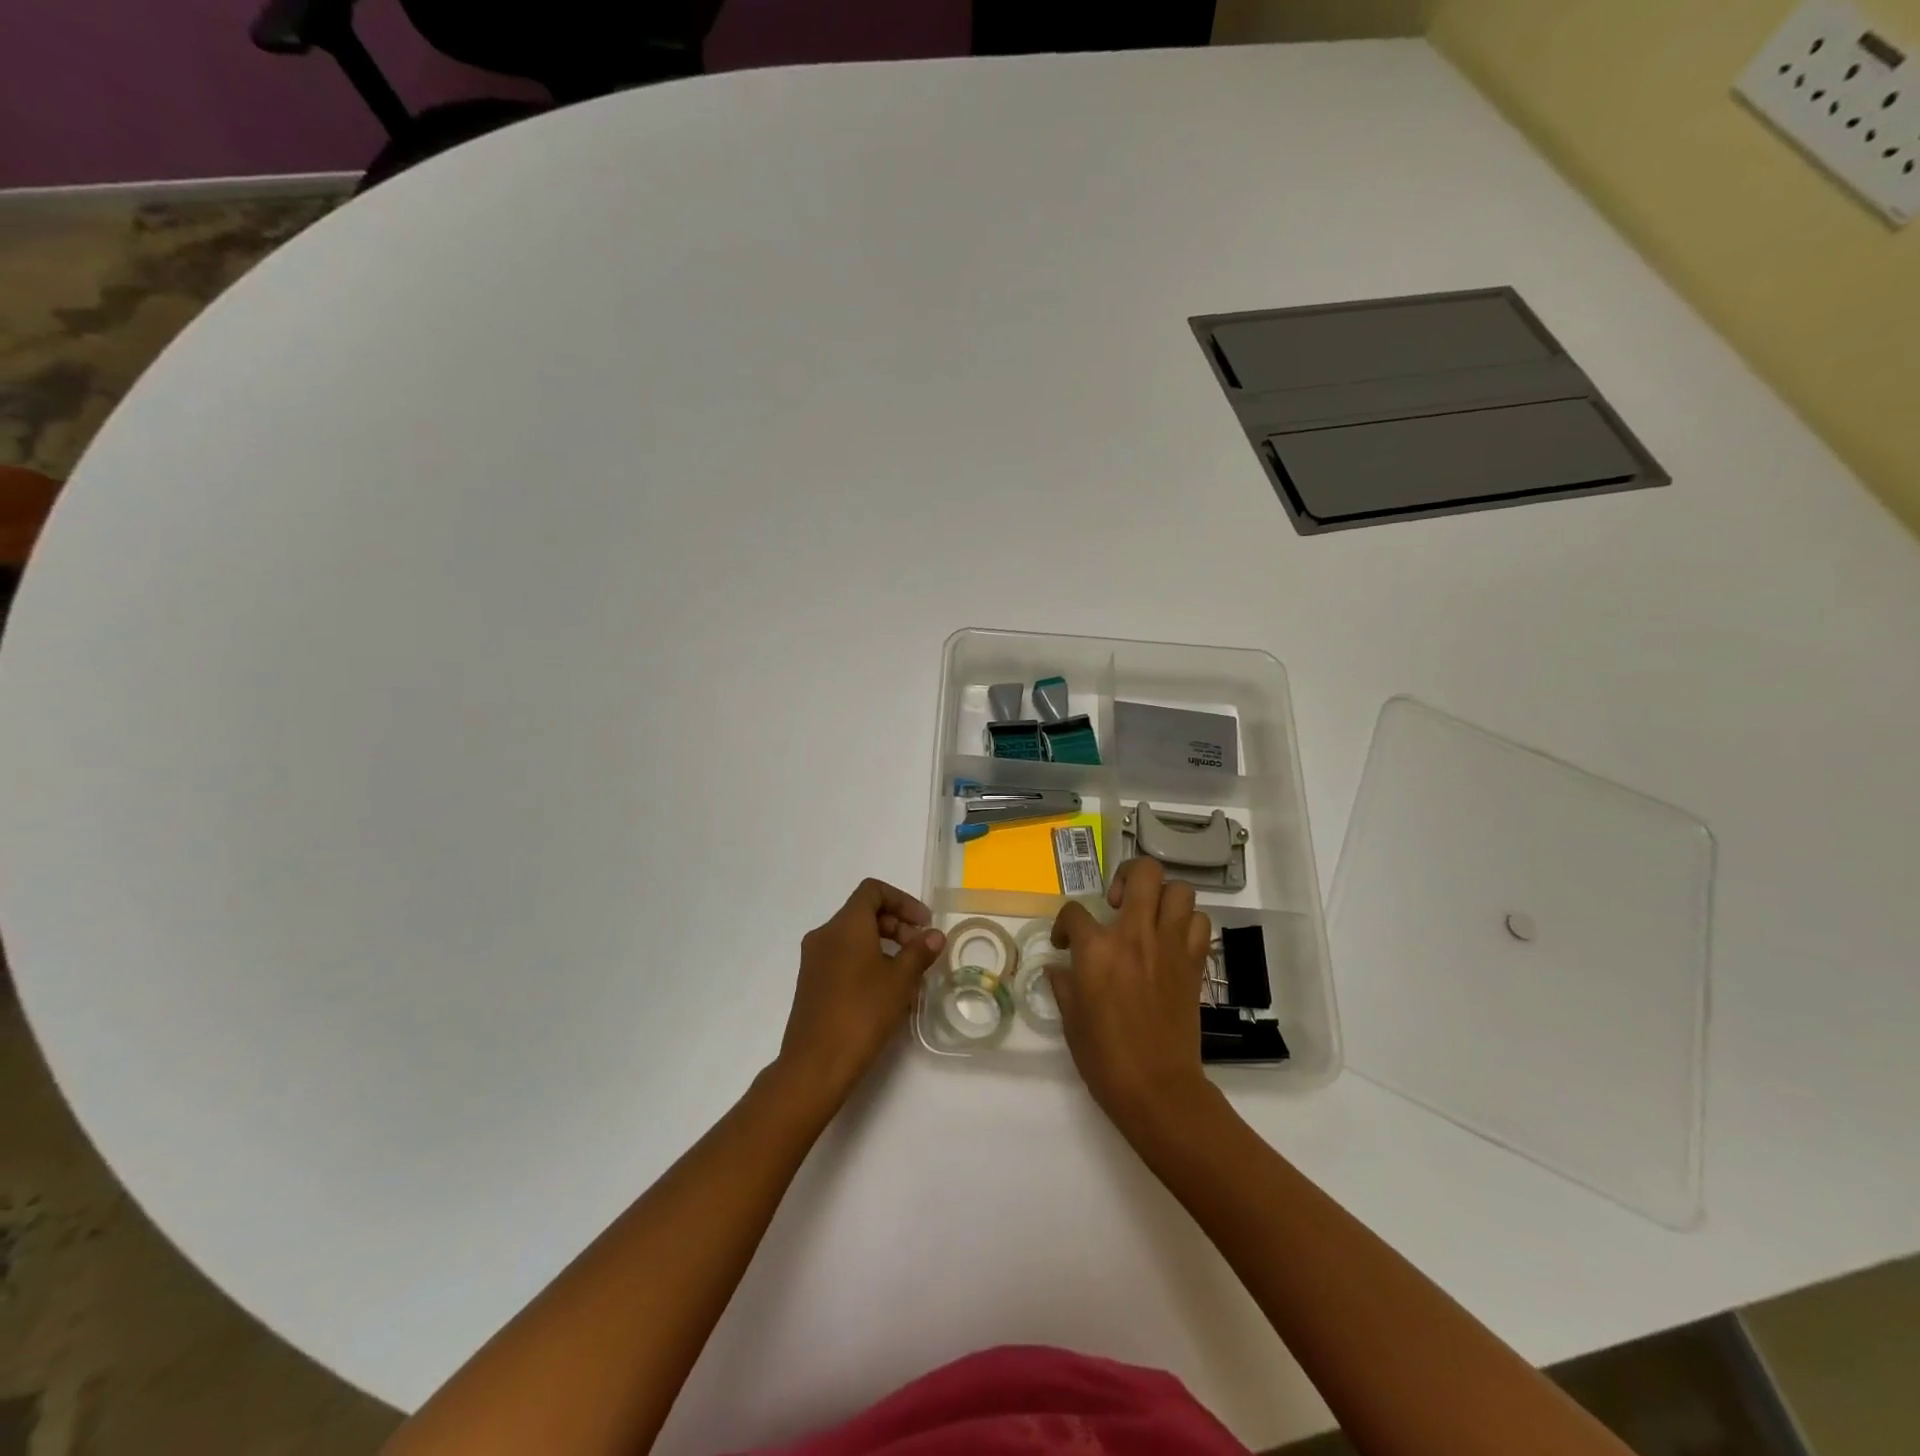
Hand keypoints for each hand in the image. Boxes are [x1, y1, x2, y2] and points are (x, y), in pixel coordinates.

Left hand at [776, 879, 945, 1108]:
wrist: (816, 1064)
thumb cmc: (863, 1012)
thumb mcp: (900, 980)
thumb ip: (920, 951)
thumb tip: (934, 935)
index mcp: (845, 925)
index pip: (873, 891)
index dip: (903, 900)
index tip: (924, 924)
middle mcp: (824, 934)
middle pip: (863, 912)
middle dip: (896, 924)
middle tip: (920, 949)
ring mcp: (814, 959)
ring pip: (852, 935)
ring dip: (883, 943)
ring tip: (907, 971)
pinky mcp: (811, 982)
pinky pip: (842, 956)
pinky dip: (866, 959)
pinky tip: (884, 989)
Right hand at [1049, 858, 1212, 1128]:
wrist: (1156, 1087)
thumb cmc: (1104, 1055)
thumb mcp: (1070, 1016)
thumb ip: (1063, 982)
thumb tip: (1061, 967)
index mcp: (1097, 948)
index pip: (1074, 912)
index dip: (1064, 924)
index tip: (1065, 943)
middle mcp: (1136, 935)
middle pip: (1143, 873)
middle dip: (1127, 876)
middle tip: (1118, 902)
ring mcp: (1170, 946)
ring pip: (1179, 890)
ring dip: (1162, 897)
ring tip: (1149, 916)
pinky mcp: (1194, 963)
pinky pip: (1199, 923)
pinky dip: (1187, 923)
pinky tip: (1172, 940)